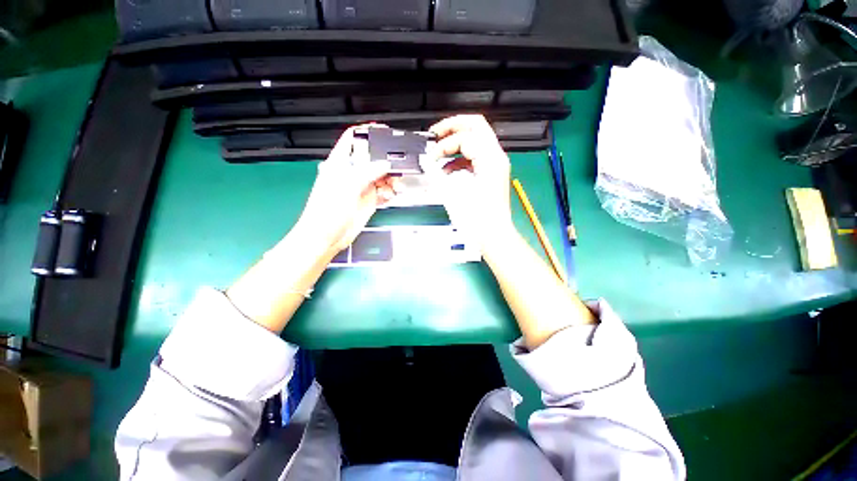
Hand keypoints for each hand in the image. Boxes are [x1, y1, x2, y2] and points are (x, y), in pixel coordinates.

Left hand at [297, 125, 403, 252]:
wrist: (327, 236)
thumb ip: (368, 172)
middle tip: (397, 168)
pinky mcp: (369, 200)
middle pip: (373, 159)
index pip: (353, 139)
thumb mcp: (347, 185)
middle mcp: (352, 172)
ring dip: (391, 179)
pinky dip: (390, 192)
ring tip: (395, 187)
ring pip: (381, 176)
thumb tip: (385, 164)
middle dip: (386, 161)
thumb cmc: (327, 209)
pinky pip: (383, 192)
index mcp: (340, 163)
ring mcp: (361, 187)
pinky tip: (391, 195)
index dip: (367, 132)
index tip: (384, 131)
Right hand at [422, 115, 515, 247]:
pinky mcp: (491, 174)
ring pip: (476, 140)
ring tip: (439, 154)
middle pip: (475, 126)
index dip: (444, 144)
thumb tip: (425, 160)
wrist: (492, 236)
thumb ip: (436, 173)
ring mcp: (495, 165)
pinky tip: (447, 170)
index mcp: (489, 159)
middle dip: (452, 127)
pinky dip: (460, 158)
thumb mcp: (452, 194)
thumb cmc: (477, 220)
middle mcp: (496, 158)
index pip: (464, 136)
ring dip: (456, 144)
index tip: (430, 156)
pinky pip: (475, 157)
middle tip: (435, 135)